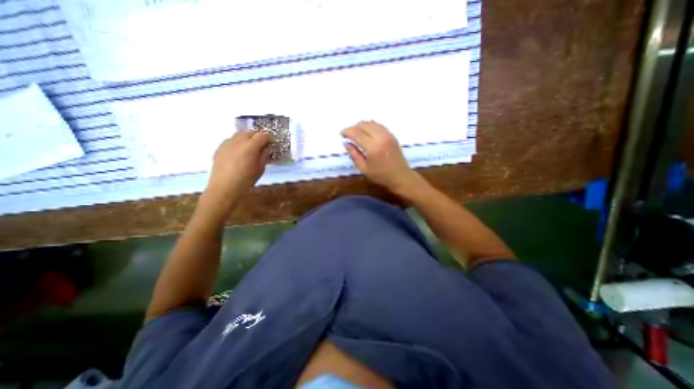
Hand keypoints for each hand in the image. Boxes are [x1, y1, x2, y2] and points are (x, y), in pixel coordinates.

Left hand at [204, 133, 269, 201]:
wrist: (224, 187)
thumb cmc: (246, 180)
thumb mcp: (260, 169)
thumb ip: (264, 155)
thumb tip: (266, 148)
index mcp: (250, 146)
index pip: (262, 135)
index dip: (268, 138)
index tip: (270, 144)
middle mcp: (238, 140)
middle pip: (251, 131)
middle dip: (258, 136)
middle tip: (262, 145)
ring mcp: (227, 143)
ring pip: (240, 133)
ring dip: (247, 138)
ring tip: (250, 148)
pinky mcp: (220, 147)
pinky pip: (232, 140)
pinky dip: (238, 142)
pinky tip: (239, 152)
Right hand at [340, 120, 418, 194]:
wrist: (401, 177)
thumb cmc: (381, 176)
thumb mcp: (364, 168)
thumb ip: (354, 154)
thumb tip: (346, 143)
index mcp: (372, 147)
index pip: (357, 133)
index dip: (347, 131)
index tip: (342, 134)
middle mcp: (380, 137)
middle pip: (364, 125)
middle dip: (353, 127)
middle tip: (348, 133)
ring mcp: (388, 135)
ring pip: (372, 123)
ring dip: (362, 125)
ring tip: (356, 133)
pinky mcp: (392, 135)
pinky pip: (379, 125)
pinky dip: (370, 126)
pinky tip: (367, 132)